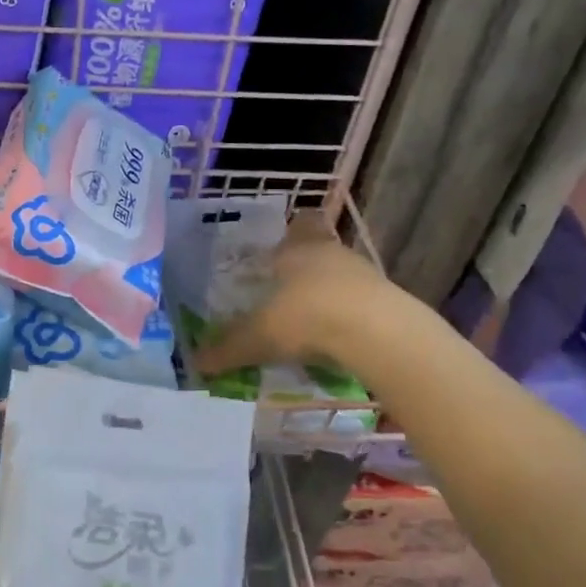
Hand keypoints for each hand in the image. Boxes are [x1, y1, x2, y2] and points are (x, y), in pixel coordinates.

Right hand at [193, 213, 400, 379]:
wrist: (377, 334)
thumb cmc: (307, 315)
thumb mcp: (259, 335)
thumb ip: (228, 348)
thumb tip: (196, 363)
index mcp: (300, 248)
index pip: (302, 223)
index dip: (294, 230)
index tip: (283, 246)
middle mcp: (334, 253)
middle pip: (322, 249)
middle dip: (306, 268)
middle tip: (286, 290)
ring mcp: (366, 276)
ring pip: (344, 277)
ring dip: (330, 294)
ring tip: (310, 322)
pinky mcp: (389, 303)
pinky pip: (362, 305)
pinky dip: (349, 319)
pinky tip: (336, 341)